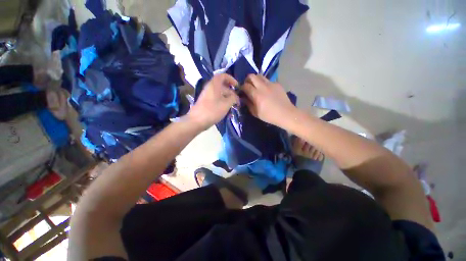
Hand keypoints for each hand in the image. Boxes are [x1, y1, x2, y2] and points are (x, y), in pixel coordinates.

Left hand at [187, 74, 238, 129]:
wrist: (197, 121)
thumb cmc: (212, 110)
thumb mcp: (226, 104)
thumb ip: (233, 98)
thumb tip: (236, 97)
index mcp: (214, 85)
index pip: (223, 76)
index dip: (231, 79)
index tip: (237, 86)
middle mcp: (210, 88)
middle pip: (222, 86)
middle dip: (231, 92)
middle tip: (237, 100)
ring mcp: (207, 95)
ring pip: (220, 93)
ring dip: (227, 98)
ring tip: (233, 106)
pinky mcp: (206, 102)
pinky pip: (216, 99)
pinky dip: (222, 102)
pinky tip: (226, 110)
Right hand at [243, 74, 295, 126]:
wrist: (286, 114)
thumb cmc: (269, 116)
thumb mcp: (255, 113)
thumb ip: (248, 104)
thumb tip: (244, 97)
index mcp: (257, 95)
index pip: (245, 86)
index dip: (242, 88)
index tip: (242, 91)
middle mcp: (263, 86)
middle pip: (251, 76)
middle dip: (247, 80)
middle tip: (248, 86)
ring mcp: (271, 84)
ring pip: (260, 76)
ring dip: (255, 80)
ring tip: (256, 87)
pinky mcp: (277, 84)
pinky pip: (267, 80)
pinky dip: (264, 83)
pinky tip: (266, 91)